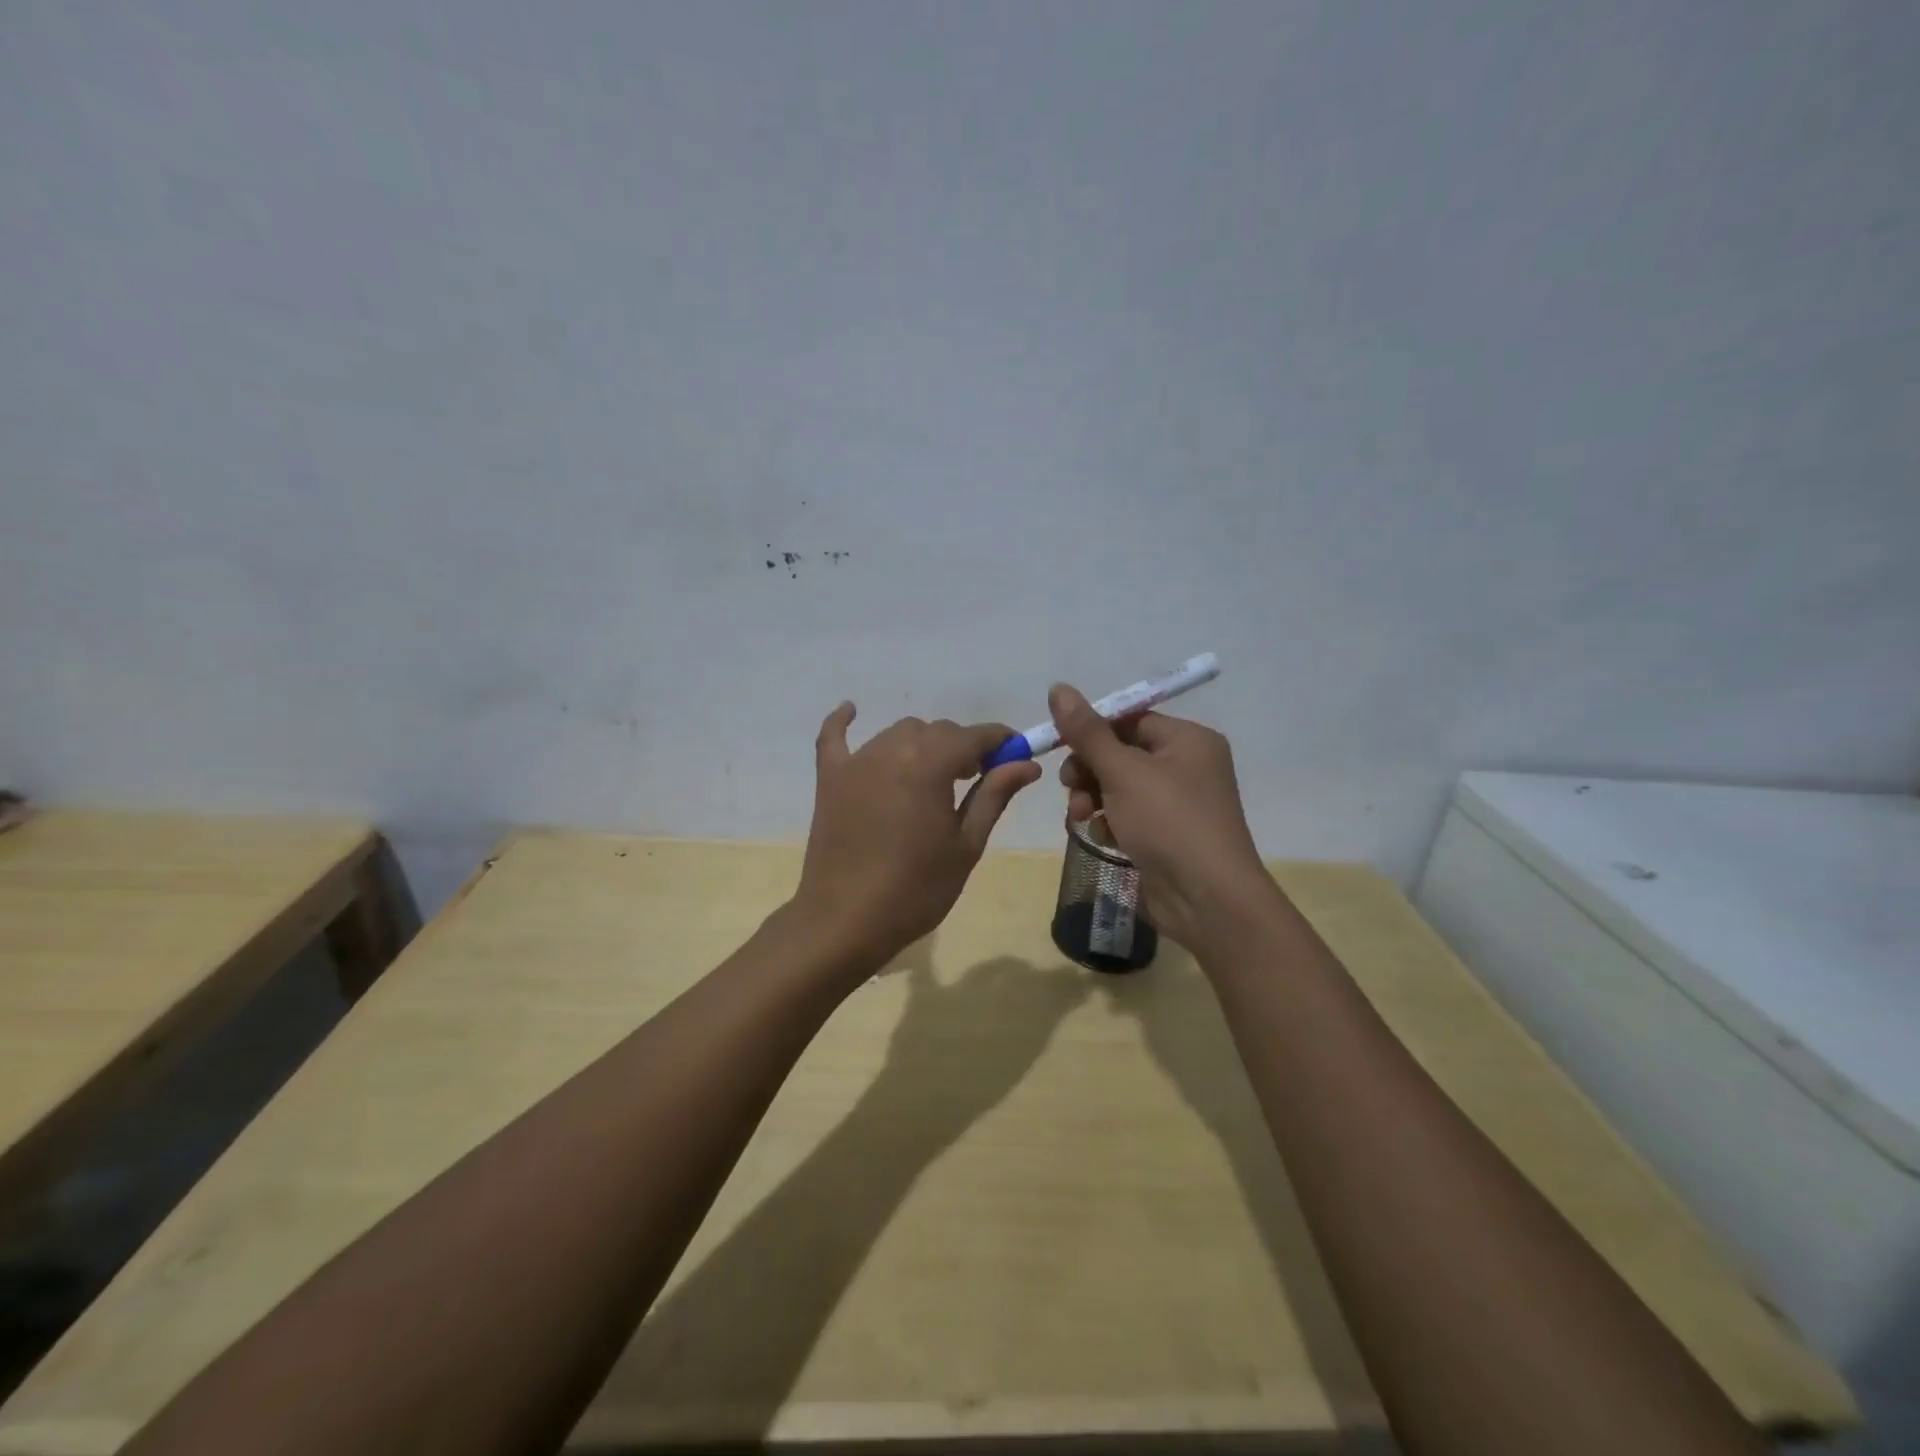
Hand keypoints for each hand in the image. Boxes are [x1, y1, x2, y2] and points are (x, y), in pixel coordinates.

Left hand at [790, 705, 1041, 973]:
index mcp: (930, 765)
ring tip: (934, 777)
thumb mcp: (966, 845)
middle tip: (977, 779)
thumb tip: (1026, 763)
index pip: (974, 736)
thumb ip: (994, 795)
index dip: (1000, 740)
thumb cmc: (916, 889)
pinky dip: (843, 722)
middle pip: (938, 731)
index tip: (1017, 753)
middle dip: (963, 747)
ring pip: (899, 733)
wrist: (846, 922)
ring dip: (923, 745)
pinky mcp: (829, 778)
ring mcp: (856, 762)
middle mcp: (892, 750)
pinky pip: (834, 738)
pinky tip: (851, 709)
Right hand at [1049, 684, 1273, 949]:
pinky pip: (1128, 815)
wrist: (1207, 899)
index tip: (1059, 745)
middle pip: (1121, 753)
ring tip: (1078, 816)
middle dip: (1088, 769)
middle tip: (1069, 786)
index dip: (1092, 730)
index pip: (1130, 719)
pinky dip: (1110, 822)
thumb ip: (1087, 732)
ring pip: (1119, 786)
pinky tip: (1103, 837)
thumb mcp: (1122, 771)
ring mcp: (1178, 804)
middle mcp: (1187, 766)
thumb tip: (1059, 687)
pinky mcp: (1167, 835)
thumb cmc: (1168, 822)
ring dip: (1092, 797)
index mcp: (1188, 740)